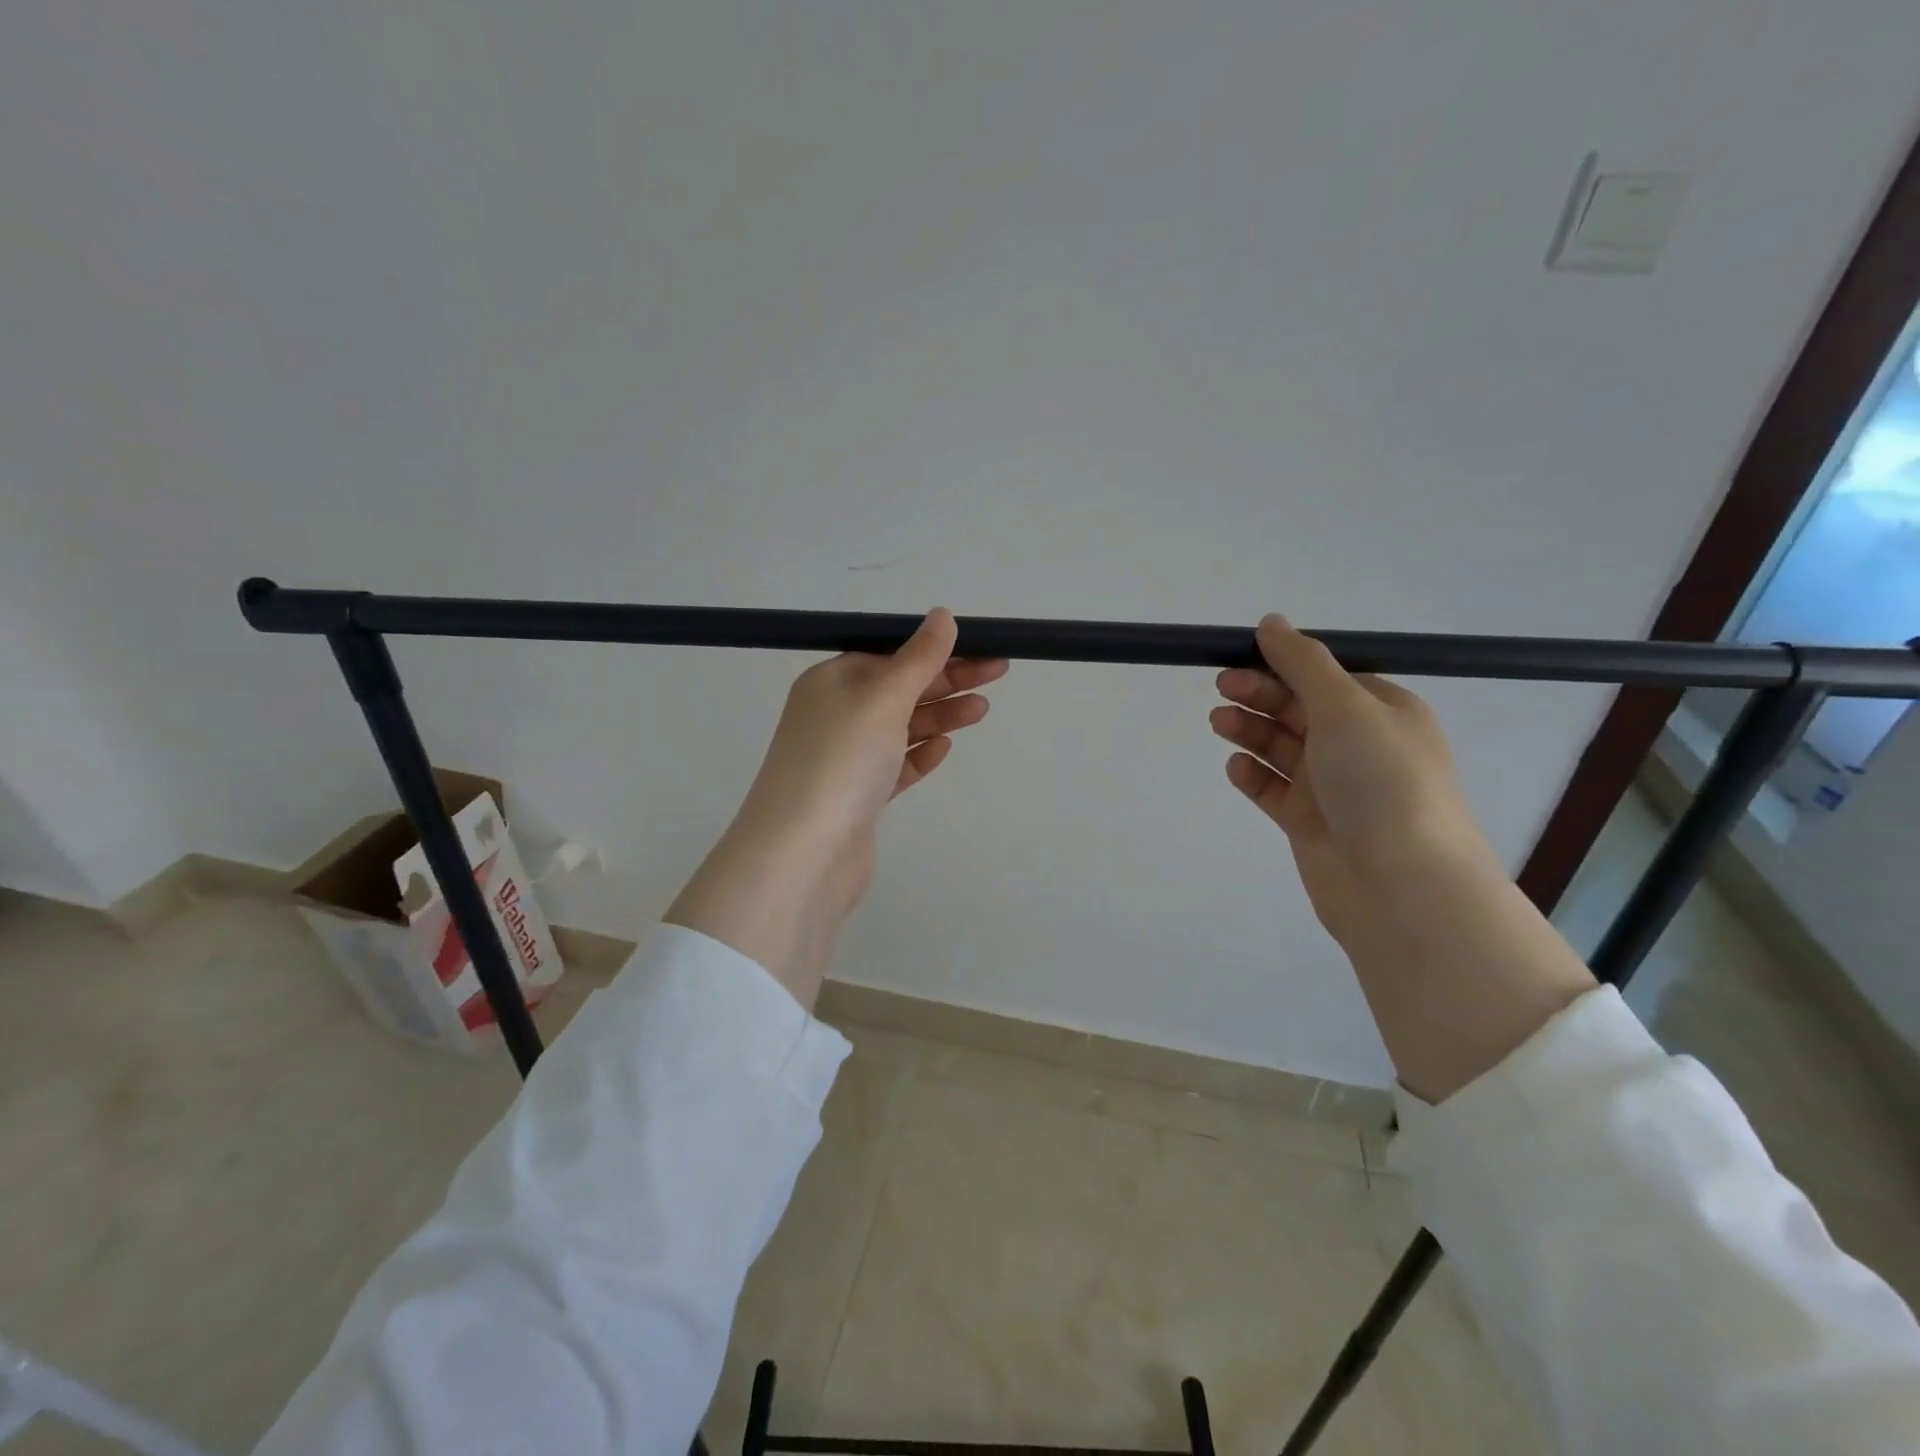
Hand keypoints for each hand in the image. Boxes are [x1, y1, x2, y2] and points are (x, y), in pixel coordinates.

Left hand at [668, 610, 1007, 1007]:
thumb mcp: (882, 699)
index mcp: (831, 682)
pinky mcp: (857, 797)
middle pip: (899, 689)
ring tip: (981, 711)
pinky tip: (944, 748)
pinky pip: (894, 766)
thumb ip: (917, 659)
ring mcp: (845, 759)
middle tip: (998, 672)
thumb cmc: (841, 761)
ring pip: (901, 728)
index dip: (935, 649)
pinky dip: (919, 754)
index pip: (889, 654)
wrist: (803, 854)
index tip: (979, 647)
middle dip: (947, 680)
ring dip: (940, 715)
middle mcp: (834, 715)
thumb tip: (942, 616)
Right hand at [1210, 614, 1593, 1100]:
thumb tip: (1271, 622)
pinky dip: (1253, 776)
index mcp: (1381, 711)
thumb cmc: (1381, 781)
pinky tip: (1236, 768)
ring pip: (1281, 747)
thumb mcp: (1346, 706)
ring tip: (1219, 724)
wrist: (1401, 885)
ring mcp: (1333, 786)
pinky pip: (1274, 790)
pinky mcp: (1309, 822)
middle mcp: (1359, 745)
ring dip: (1250, 731)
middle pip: (1298, 708)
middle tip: (1222, 688)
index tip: (1239, 657)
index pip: (1324, 675)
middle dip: (1260, 694)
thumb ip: (1303, 663)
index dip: (1281, 664)